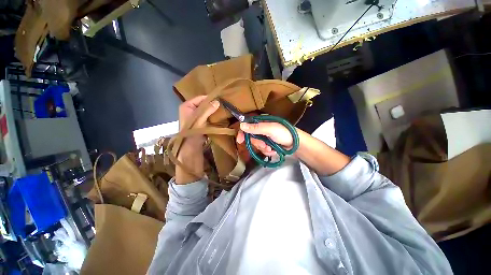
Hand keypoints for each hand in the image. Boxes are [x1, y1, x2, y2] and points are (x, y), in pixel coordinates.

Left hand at [179, 95, 219, 143]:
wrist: (191, 145)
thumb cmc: (193, 130)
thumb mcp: (200, 118)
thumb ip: (208, 109)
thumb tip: (217, 101)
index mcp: (187, 105)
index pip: (200, 98)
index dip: (210, 99)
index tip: (220, 99)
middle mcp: (190, 109)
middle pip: (203, 104)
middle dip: (212, 105)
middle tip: (223, 104)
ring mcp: (195, 116)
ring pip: (206, 110)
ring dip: (213, 111)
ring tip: (222, 109)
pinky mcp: (199, 121)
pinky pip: (207, 116)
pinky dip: (212, 116)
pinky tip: (219, 116)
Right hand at [236, 122, 293, 156]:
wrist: (296, 144)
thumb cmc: (284, 133)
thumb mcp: (270, 129)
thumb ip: (256, 128)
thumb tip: (241, 125)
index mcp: (261, 123)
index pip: (248, 126)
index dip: (242, 133)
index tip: (240, 140)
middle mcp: (262, 130)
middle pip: (252, 138)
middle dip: (258, 143)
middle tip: (265, 145)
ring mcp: (265, 138)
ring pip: (257, 145)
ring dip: (264, 148)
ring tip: (271, 148)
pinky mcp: (268, 145)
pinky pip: (262, 150)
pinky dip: (267, 152)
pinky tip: (274, 151)